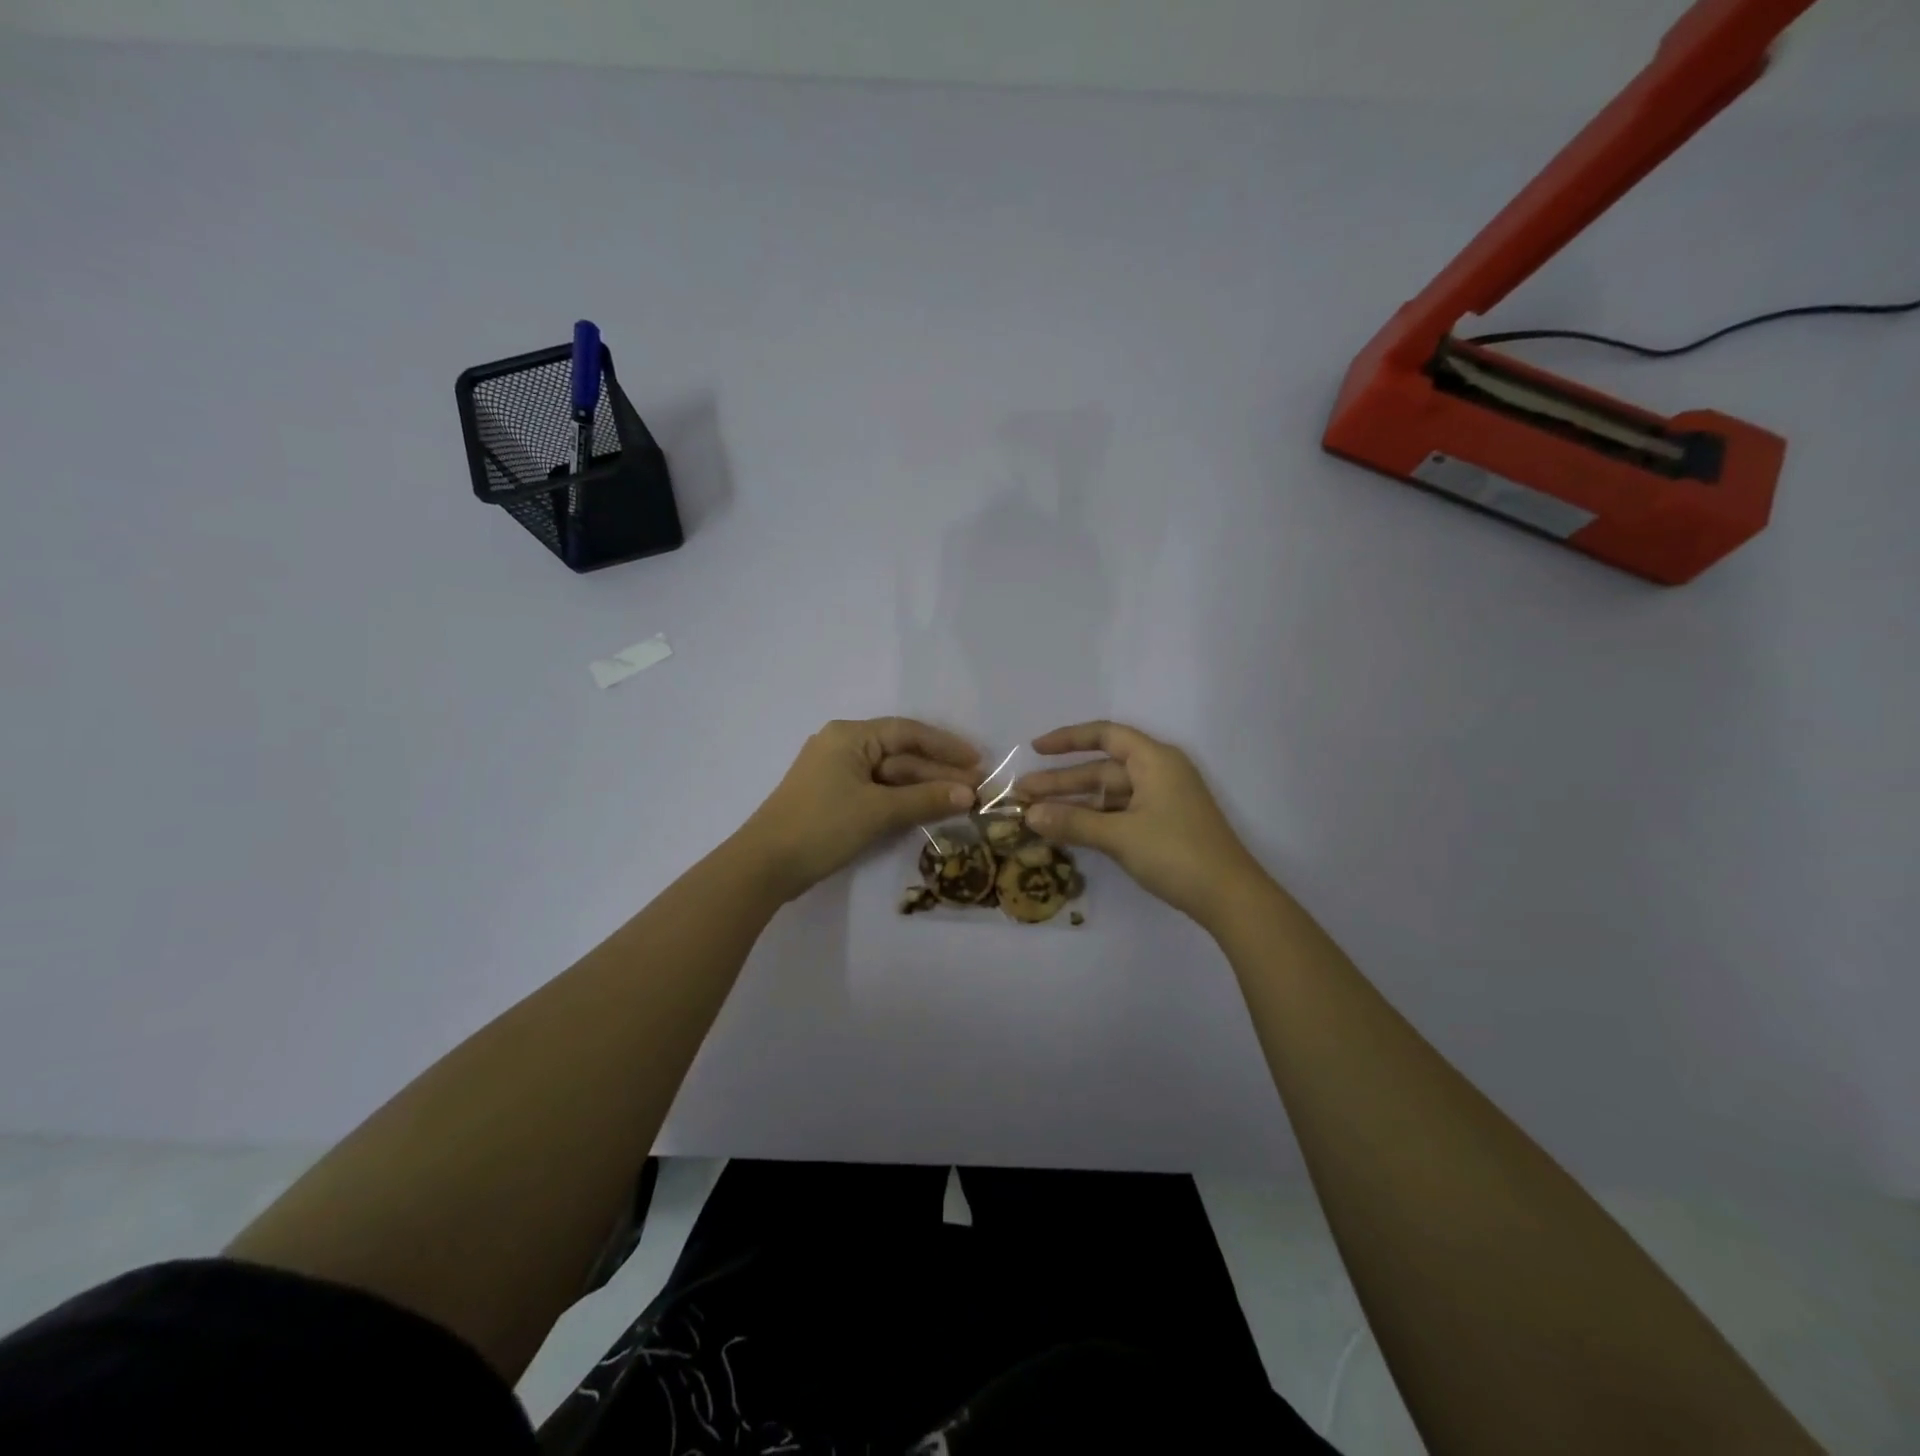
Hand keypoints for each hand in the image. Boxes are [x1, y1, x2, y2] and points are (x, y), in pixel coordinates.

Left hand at [742, 718, 979, 900]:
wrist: (764, 866)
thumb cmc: (822, 826)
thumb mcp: (878, 811)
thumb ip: (925, 799)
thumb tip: (970, 794)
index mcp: (849, 736)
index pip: (907, 732)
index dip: (945, 746)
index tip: (978, 760)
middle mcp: (842, 746)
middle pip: (900, 755)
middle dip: (938, 772)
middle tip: (977, 788)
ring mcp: (836, 774)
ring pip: (890, 776)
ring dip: (923, 788)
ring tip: (961, 801)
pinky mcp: (833, 799)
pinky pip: (877, 792)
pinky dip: (902, 800)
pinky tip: (928, 810)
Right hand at [1017, 721, 1264, 926]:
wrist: (1230, 898)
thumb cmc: (1176, 853)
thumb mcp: (1120, 836)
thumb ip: (1073, 823)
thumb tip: (1030, 815)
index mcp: (1154, 760)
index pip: (1105, 735)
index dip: (1068, 739)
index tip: (1035, 750)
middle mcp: (1159, 772)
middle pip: (1102, 768)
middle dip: (1062, 781)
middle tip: (1022, 794)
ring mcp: (1163, 800)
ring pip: (1109, 794)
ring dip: (1075, 803)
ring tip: (1036, 814)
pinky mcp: (1164, 825)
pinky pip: (1120, 812)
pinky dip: (1094, 819)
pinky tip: (1068, 830)